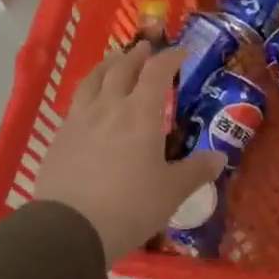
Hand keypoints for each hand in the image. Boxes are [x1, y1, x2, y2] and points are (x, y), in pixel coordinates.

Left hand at [33, 42, 223, 261]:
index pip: (157, 72)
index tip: (181, 52)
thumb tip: (220, 157)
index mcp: (141, 113)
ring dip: (107, 65)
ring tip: (114, 61)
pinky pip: (75, 103)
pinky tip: (90, 103)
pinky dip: (88, 92)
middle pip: (121, 68)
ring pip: (92, 80)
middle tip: (146, 48)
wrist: (68, 230)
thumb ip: (196, 171)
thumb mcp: (172, 192)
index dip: (170, 57)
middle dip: (137, 55)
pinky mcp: (58, 138)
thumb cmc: (130, 207)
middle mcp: (109, 107)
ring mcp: (79, 120)